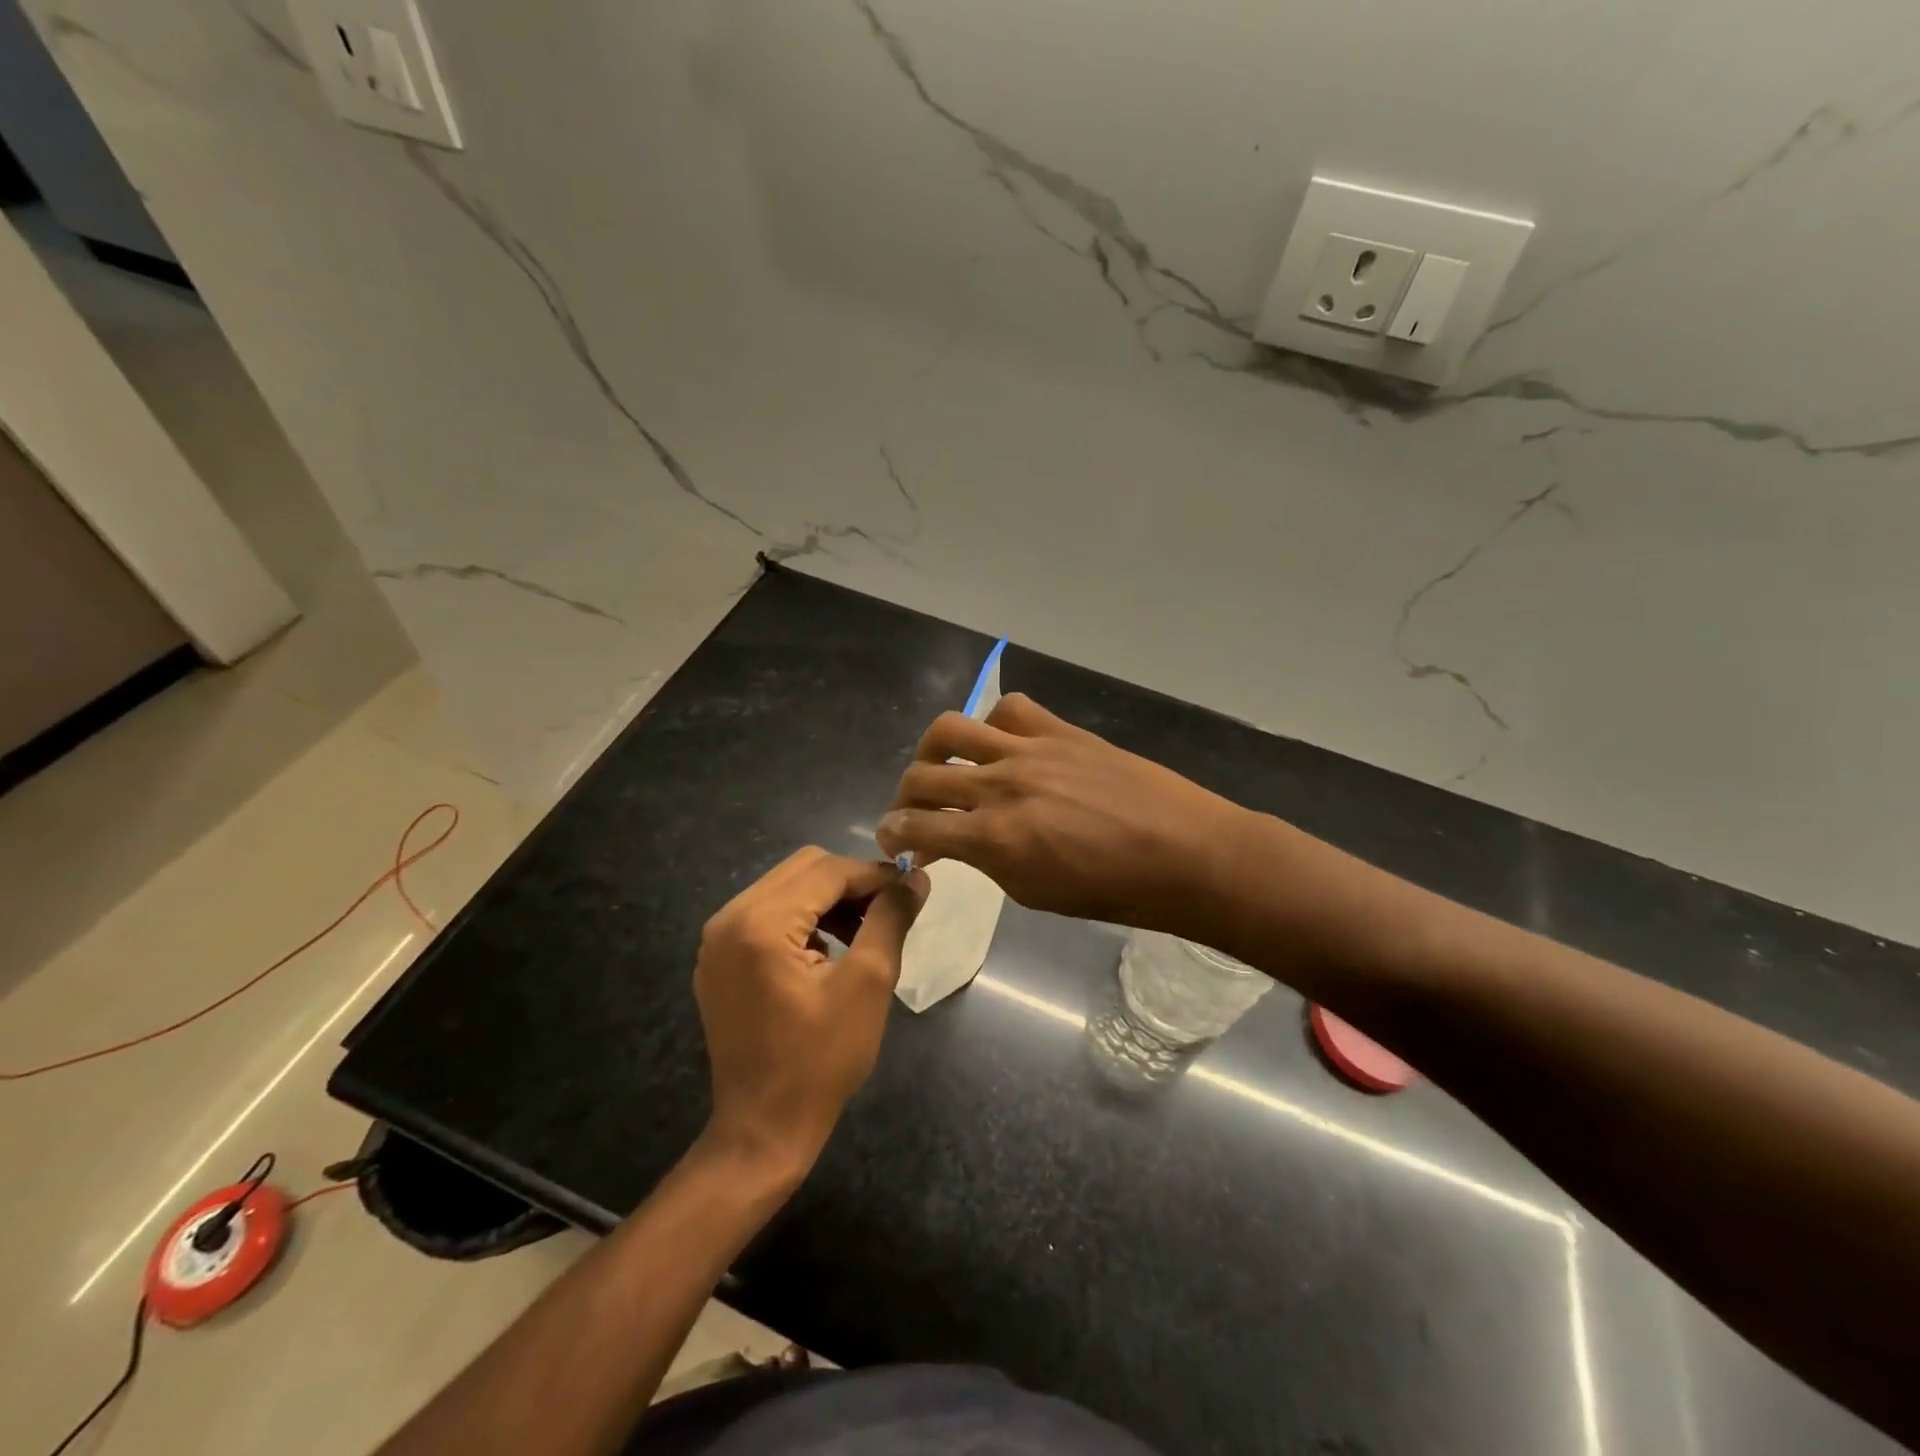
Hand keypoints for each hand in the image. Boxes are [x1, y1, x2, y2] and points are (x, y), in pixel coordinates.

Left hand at [694, 848, 927, 1177]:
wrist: (762, 1129)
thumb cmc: (821, 1060)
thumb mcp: (868, 983)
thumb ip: (891, 919)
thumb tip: (916, 876)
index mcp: (761, 922)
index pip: (828, 870)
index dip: (875, 875)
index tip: (911, 891)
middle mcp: (729, 918)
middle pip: (803, 869)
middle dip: (851, 883)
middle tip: (887, 913)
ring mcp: (718, 939)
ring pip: (786, 887)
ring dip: (828, 899)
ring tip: (863, 932)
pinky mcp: (719, 958)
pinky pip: (767, 913)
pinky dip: (804, 918)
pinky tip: (828, 949)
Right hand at [875, 694, 1246, 938]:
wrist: (1184, 853)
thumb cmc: (1114, 892)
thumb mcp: (1035, 892)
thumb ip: (989, 860)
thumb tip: (966, 841)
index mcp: (993, 838)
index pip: (916, 828)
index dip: (893, 834)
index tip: (891, 838)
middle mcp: (1000, 786)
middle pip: (922, 776)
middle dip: (903, 797)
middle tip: (913, 811)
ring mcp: (1030, 750)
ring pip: (952, 728)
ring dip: (932, 750)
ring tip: (941, 765)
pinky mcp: (1060, 731)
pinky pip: (1010, 710)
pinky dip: (994, 724)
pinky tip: (1003, 745)